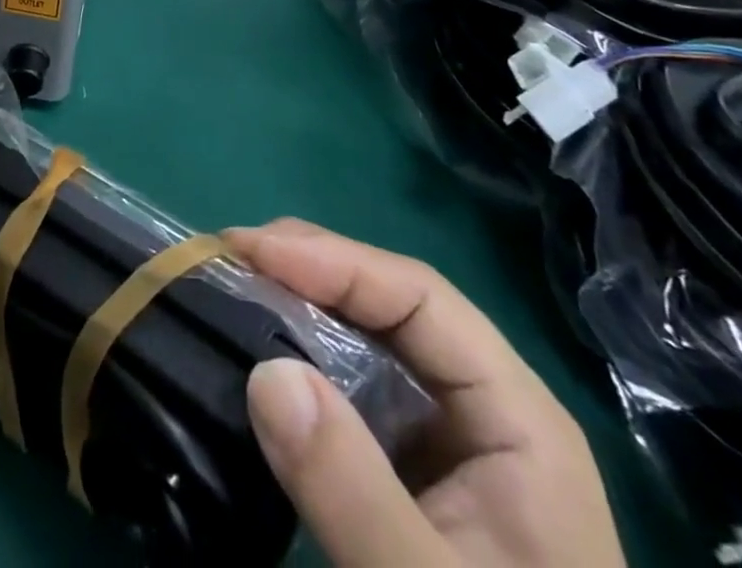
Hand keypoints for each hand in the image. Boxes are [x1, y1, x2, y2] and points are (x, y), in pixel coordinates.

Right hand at [226, 221, 623, 567]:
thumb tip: (266, 371)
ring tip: (229, 287)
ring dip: (296, 305)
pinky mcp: (409, 470)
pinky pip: (350, 390)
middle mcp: (480, 406)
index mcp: (515, 416)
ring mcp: (444, 439)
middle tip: (227, 257)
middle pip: (389, 304)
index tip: (250, 250)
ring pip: (366, 340)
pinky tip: (257, 356)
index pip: (420, 297)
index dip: (334, 260)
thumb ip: (353, 490)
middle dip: (308, 269)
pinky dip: (299, 361)